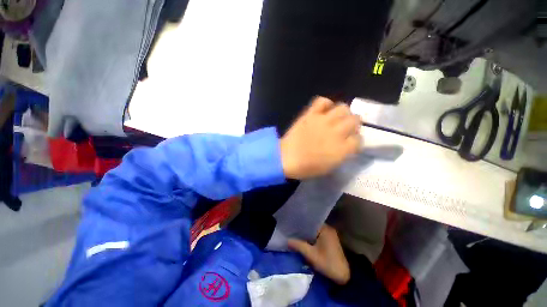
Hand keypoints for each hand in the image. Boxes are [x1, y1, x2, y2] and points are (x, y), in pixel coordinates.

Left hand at [280, 96, 361, 179]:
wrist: (286, 158)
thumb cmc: (307, 167)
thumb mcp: (329, 167)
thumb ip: (342, 154)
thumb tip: (347, 145)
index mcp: (342, 149)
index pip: (359, 139)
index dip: (355, 141)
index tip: (350, 142)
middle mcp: (336, 132)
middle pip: (355, 120)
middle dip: (353, 124)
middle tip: (346, 129)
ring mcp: (323, 121)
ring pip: (343, 108)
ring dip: (343, 113)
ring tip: (337, 118)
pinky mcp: (310, 115)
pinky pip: (322, 101)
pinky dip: (325, 104)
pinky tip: (324, 110)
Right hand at [288, 225, 349, 284]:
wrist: (343, 276)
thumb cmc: (327, 263)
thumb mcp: (311, 255)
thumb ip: (299, 246)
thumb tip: (287, 240)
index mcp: (325, 229)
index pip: (310, 221)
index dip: (301, 223)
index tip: (292, 224)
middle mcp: (328, 229)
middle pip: (312, 226)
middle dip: (303, 229)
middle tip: (292, 230)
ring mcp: (330, 235)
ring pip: (315, 231)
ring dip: (307, 234)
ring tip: (296, 234)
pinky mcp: (330, 241)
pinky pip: (318, 236)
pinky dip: (312, 238)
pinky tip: (305, 241)